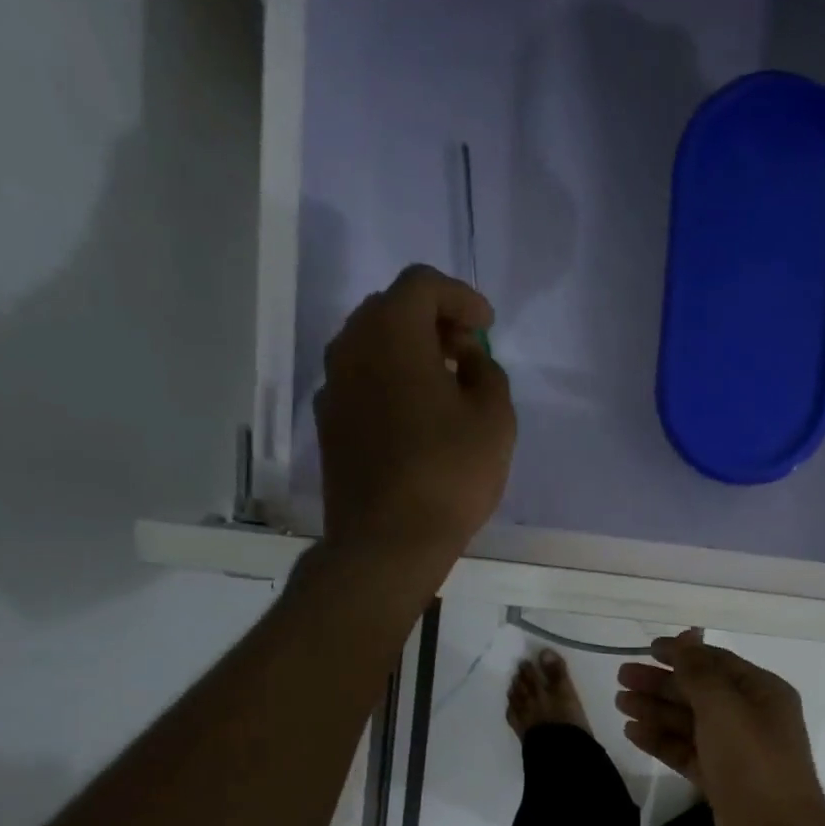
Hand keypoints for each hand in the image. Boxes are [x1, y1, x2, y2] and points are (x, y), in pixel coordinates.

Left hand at [313, 264, 515, 590]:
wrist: (387, 540)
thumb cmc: (449, 474)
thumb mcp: (495, 420)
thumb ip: (488, 374)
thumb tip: (467, 359)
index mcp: (392, 332)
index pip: (423, 285)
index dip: (461, 297)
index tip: (487, 324)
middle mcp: (351, 346)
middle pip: (391, 310)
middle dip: (433, 322)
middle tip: (466, 352)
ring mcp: (333, 387)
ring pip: (372, 348)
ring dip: (409, 354)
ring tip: (445, 387)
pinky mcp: (330, 425)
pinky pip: (362, 384)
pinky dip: (390, 384)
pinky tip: (416, 420)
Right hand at [617, 631, 824, 825]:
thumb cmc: (753, 765)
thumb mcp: (724, 708)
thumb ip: (699, 672)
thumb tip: (685, 638)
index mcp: (762, 693)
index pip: (717, 663)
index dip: (682, 653)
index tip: (645, 649)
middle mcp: (751, 719)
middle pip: (700, 693)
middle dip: (662, 683)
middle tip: (621, 677)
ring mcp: (736, 753)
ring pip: (690, 724)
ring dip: (656, 711)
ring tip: (620, 703)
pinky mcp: (721, 783)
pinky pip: (687, 753)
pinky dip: (662, 741)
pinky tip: (633, 733)